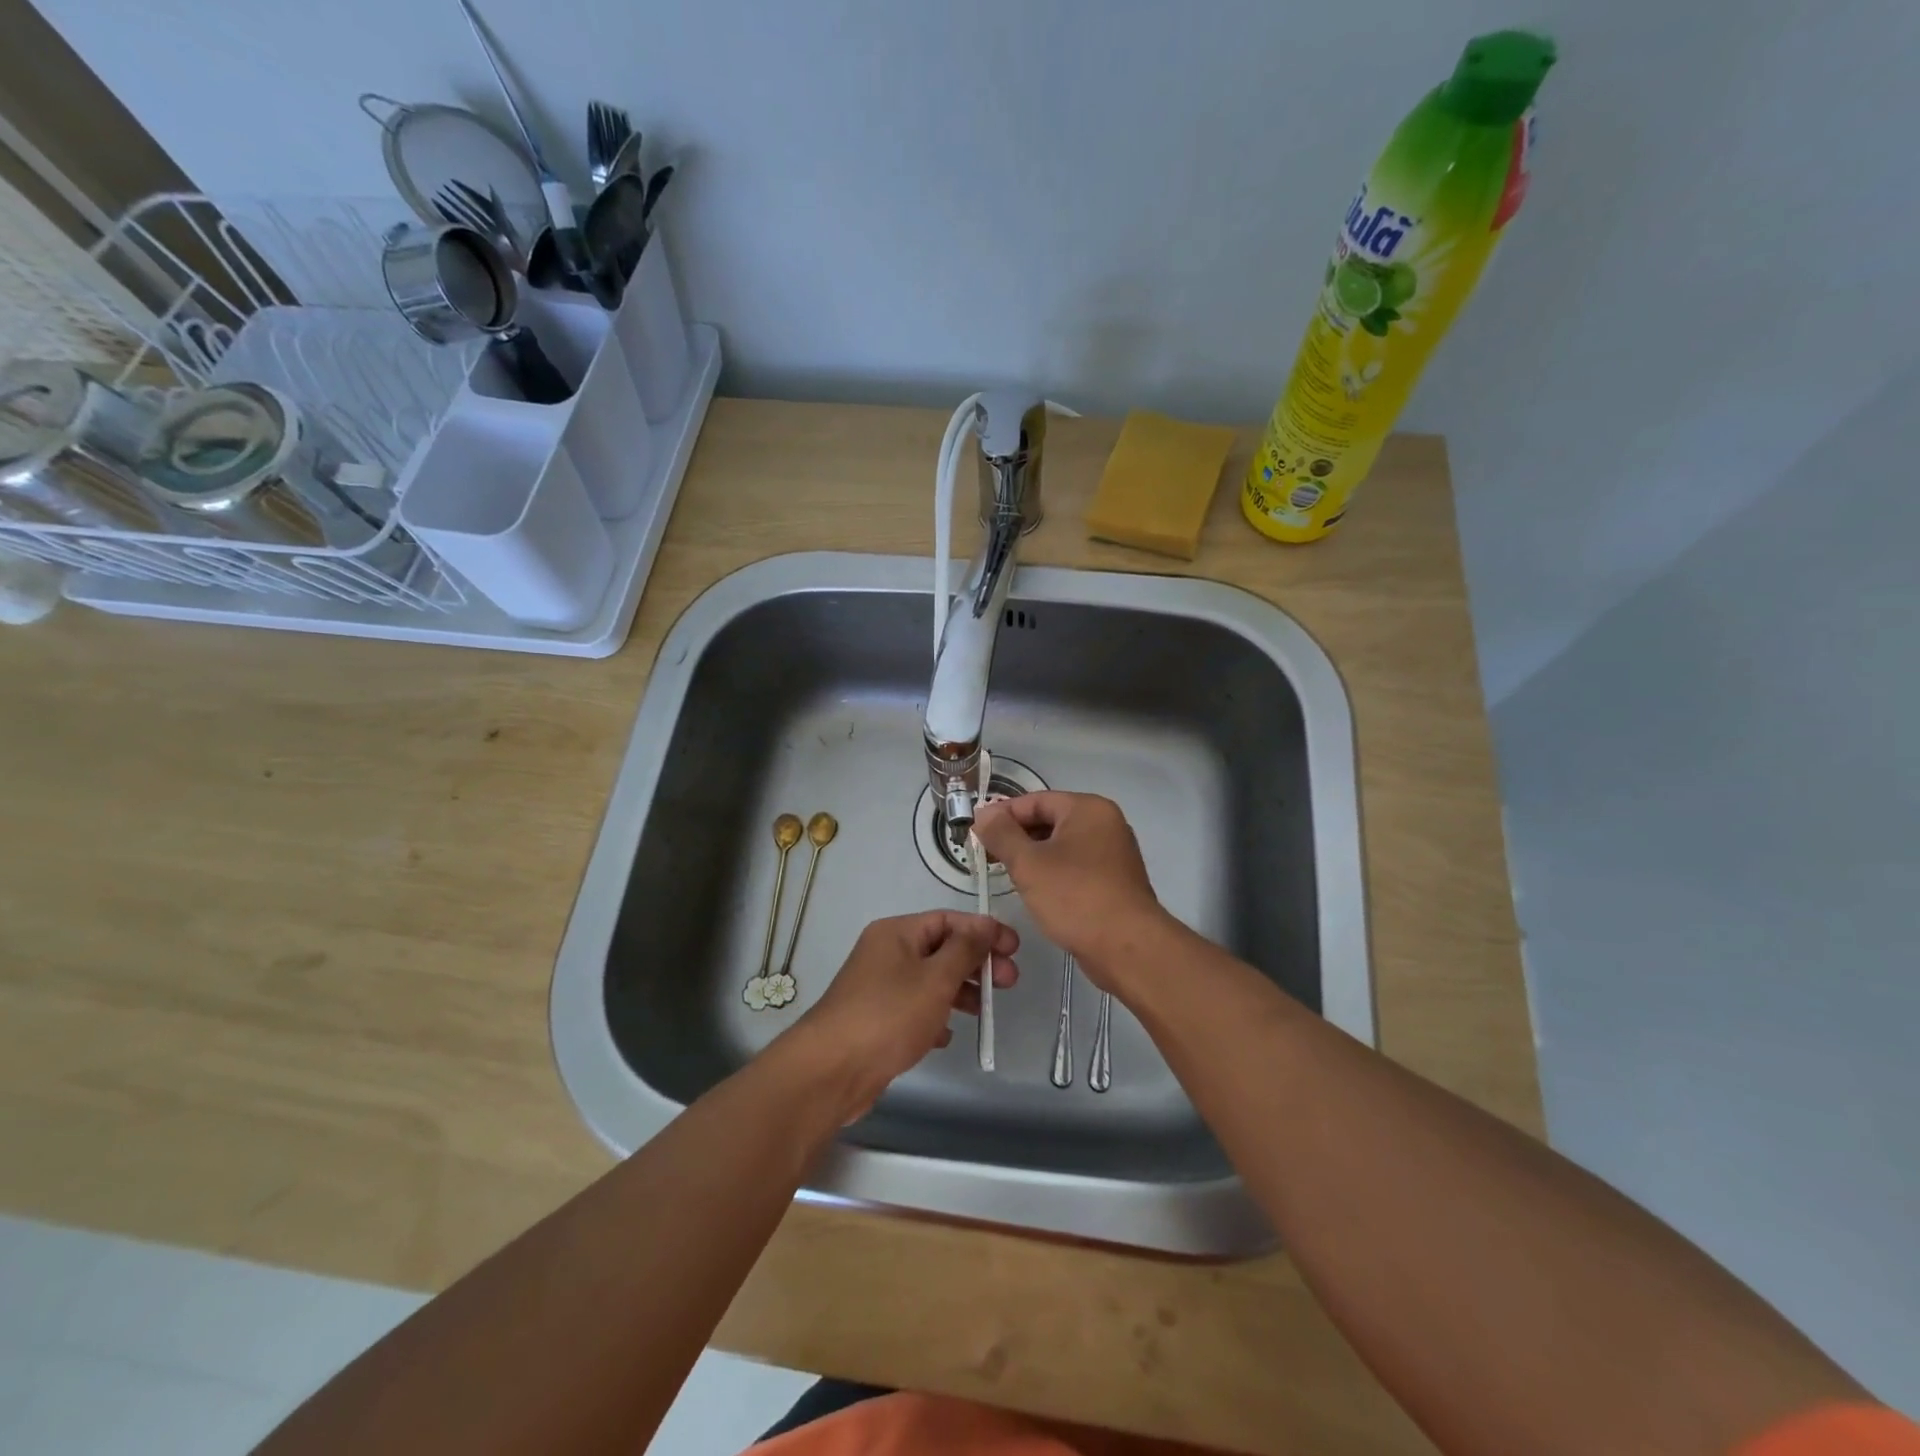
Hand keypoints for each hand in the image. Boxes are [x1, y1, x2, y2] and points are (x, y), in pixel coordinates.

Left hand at [782, 911, 1018, 1118]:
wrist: (831, 1070)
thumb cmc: (889, 1015)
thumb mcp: (936, 978)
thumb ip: (966, 949)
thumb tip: (986, 924)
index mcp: (897, 933)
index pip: (949, 920)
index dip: (984, 931)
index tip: (1015, 949)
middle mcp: (886, 953)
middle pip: (941, 949)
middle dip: (977, 963)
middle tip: (1009, 983)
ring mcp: (879, 987)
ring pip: (930, 980)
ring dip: (960, 991)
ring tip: (986, 1011)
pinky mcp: (877, 1020)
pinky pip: (915, 1008)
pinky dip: (936, 1016)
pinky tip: (949, 1035)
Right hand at [971, 792, 1167, 988]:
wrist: (1127, 947)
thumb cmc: (1075, 897)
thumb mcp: (1028, 863)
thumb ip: (1002, 834)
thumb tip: (984, 813)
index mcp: (1088, 809)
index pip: (1036, 800)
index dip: (1003, 814)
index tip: (976, 833)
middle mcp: (1105, 823)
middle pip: (1050, 820)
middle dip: (1017, 837)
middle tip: (987, 856)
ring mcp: (1113, 853)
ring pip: (1062, 845)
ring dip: (1033, 857)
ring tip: (1006, 874)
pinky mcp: (1114, 881)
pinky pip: (1075, 866)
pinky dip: (1053, 872)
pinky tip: (1035, 891)